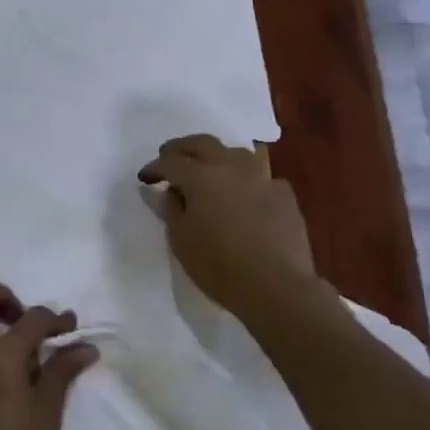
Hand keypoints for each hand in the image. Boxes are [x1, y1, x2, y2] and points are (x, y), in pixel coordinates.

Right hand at [138, 135, 316, 320]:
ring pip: (236, 153)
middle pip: (203, 144)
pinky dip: (248, 180)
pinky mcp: (284, 195)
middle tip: (169, 155)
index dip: (155, 168)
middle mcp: (230, 167)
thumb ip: (172, 209)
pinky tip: (246, 194)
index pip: (171, 162)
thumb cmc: (218, 266)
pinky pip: (261, 177)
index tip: (145, 177)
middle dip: (182, 147)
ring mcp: (261, 178)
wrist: (276, 286)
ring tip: (209, 169)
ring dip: (217, 156)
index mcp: (200, 177)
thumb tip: (173, 192)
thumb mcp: (180, 240)